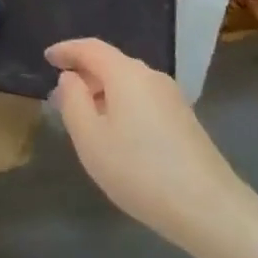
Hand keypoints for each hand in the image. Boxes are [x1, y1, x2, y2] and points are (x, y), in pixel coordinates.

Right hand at [47, 38, 248, 252]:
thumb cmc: (140, 171)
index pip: (90, 48)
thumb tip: (71, 78)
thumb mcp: (91, 139)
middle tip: (61, 95)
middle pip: (111, 63)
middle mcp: (151, 76)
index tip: (47, 57)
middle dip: (85, 74)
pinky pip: (143, 100)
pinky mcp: (184, 120)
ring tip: (86, 118)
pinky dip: (122, 106)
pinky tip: (118, 135)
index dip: (67, 50)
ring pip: (128, 83)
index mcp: (126, 73)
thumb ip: (73, 101)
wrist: (210, 209)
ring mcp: (172, 97)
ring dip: (104, 92)